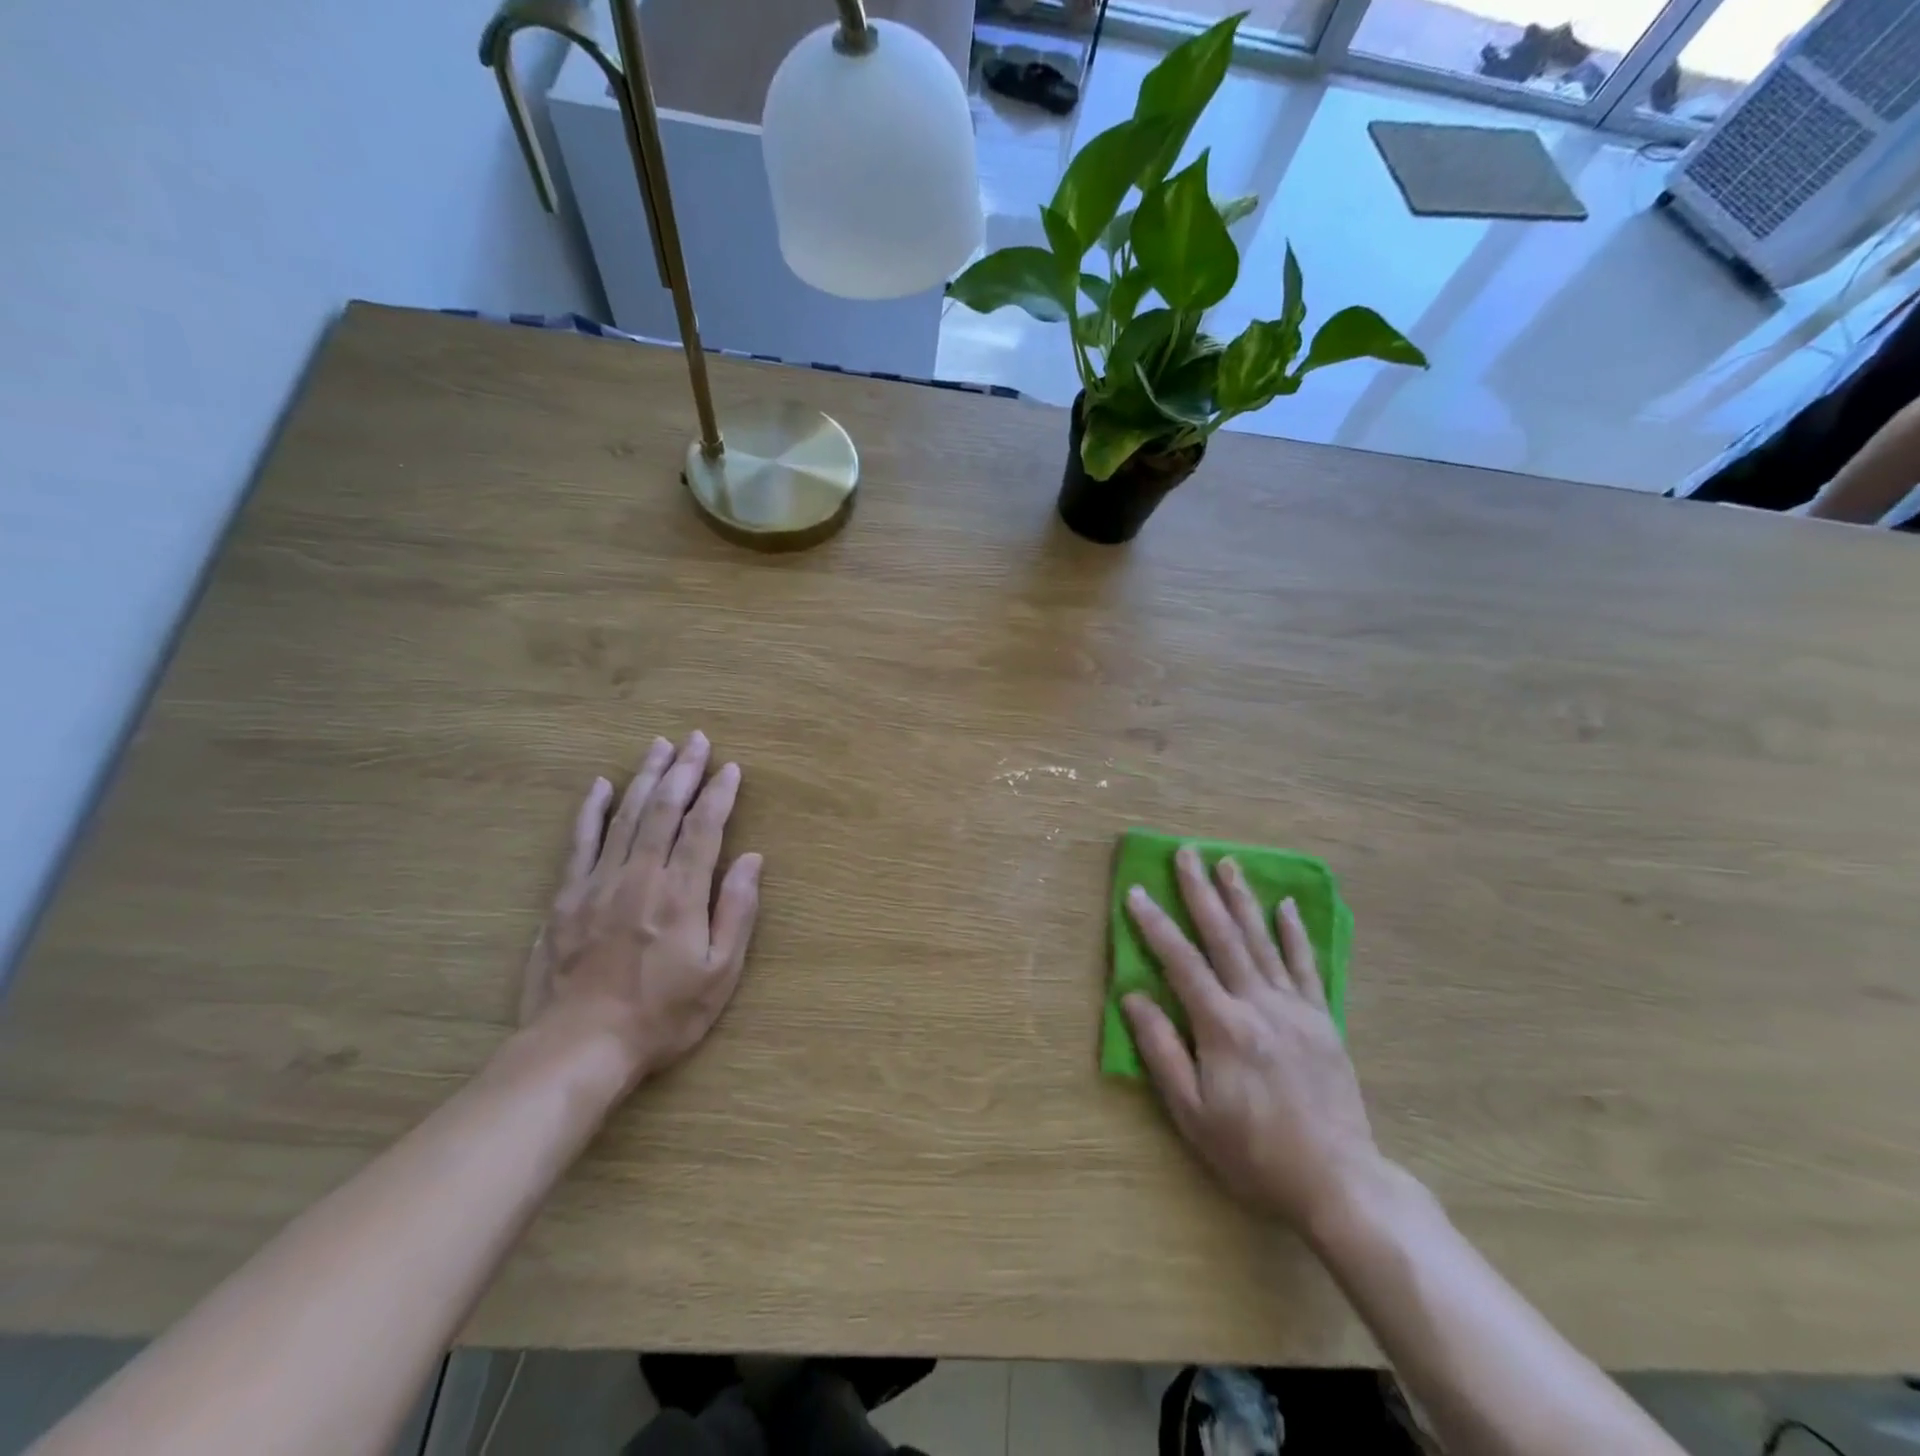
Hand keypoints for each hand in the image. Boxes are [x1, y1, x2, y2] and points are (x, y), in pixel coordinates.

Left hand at [521, 731, 761, 1088]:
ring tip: (659, 746)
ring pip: (625, 816)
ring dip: (645, 777)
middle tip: (696, 739)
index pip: (704, 828)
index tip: (730, 767)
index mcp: (681, 893)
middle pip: (664, 810)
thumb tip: (751, 859)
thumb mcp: (720, 972)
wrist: (581, 1046)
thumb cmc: (663, 1014)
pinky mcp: (566, 897)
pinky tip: (600, 785)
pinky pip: (580, 842)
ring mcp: (598, 883)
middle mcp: (640, 876)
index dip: (719, 794)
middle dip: (683, 771)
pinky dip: (591, 811)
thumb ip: (737, 911)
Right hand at [1124, 846, 1381, 1232]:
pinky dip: (1294, 933)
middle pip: (1223, 937)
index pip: (1181, 962)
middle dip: (1200, 892)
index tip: (1136, 892)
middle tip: (1187, 853)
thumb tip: (1132, 996)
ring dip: (1242, 899)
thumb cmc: (1253, 1152)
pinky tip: (1286, 905)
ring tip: (1228, 863)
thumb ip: (1160, 1050)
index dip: (1155, 925)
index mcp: (1222, 1027)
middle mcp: (1258, 1005)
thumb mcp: (1192, 1113)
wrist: (1339, 1182)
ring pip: (1263, 941)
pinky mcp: (1321, 1020)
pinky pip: (1305, 966)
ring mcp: (1295, 1009)